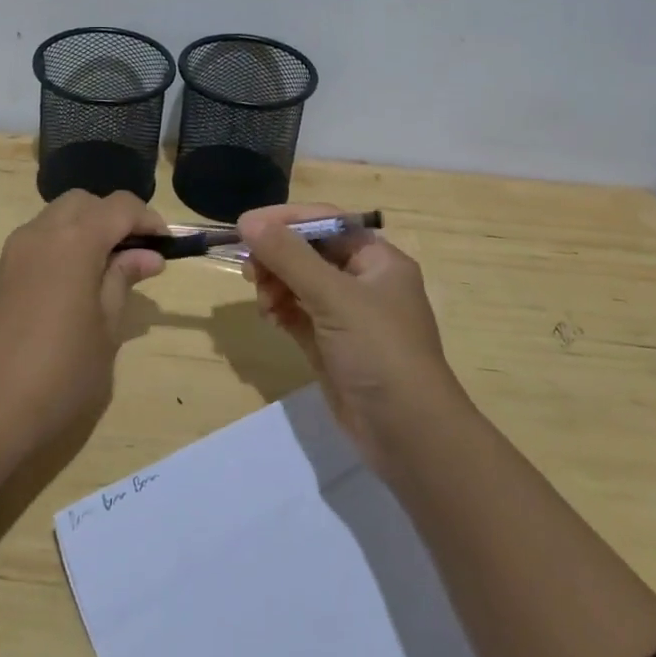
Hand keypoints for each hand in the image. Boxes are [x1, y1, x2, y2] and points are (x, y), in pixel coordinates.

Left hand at [0, 190, 167, 455]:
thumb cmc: (58, 374)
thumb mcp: (106, 330)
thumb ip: (123, 281)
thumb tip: (146, 255)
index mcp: (74, 241)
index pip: (119, 206)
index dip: (147, 219)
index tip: (166, 245)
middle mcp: (40, 233)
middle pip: (84, 203)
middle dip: (114, 217)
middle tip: (137, 254)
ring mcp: (14, 251)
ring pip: (57, 217)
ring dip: (86, 229)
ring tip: (108, 271)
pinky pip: (38, 240)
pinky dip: (62, 246)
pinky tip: (74, 284)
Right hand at [239, 204, 466, 474]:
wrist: (409, 436)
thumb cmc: (379, 352)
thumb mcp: (334, 297)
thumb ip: (289, 257)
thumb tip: (249, 222)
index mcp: (378, 260)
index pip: (325, 223)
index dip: (285, 220)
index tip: (246, 227)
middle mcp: (364, 282)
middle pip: (309, 252)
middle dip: (278, 257)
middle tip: (250, 271)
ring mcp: (348, 316)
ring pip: (300, 283)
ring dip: (276, 285)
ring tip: (263, 302)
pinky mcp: (331, 346)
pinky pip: (298, 313)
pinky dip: (281, 310)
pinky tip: (270, 318)